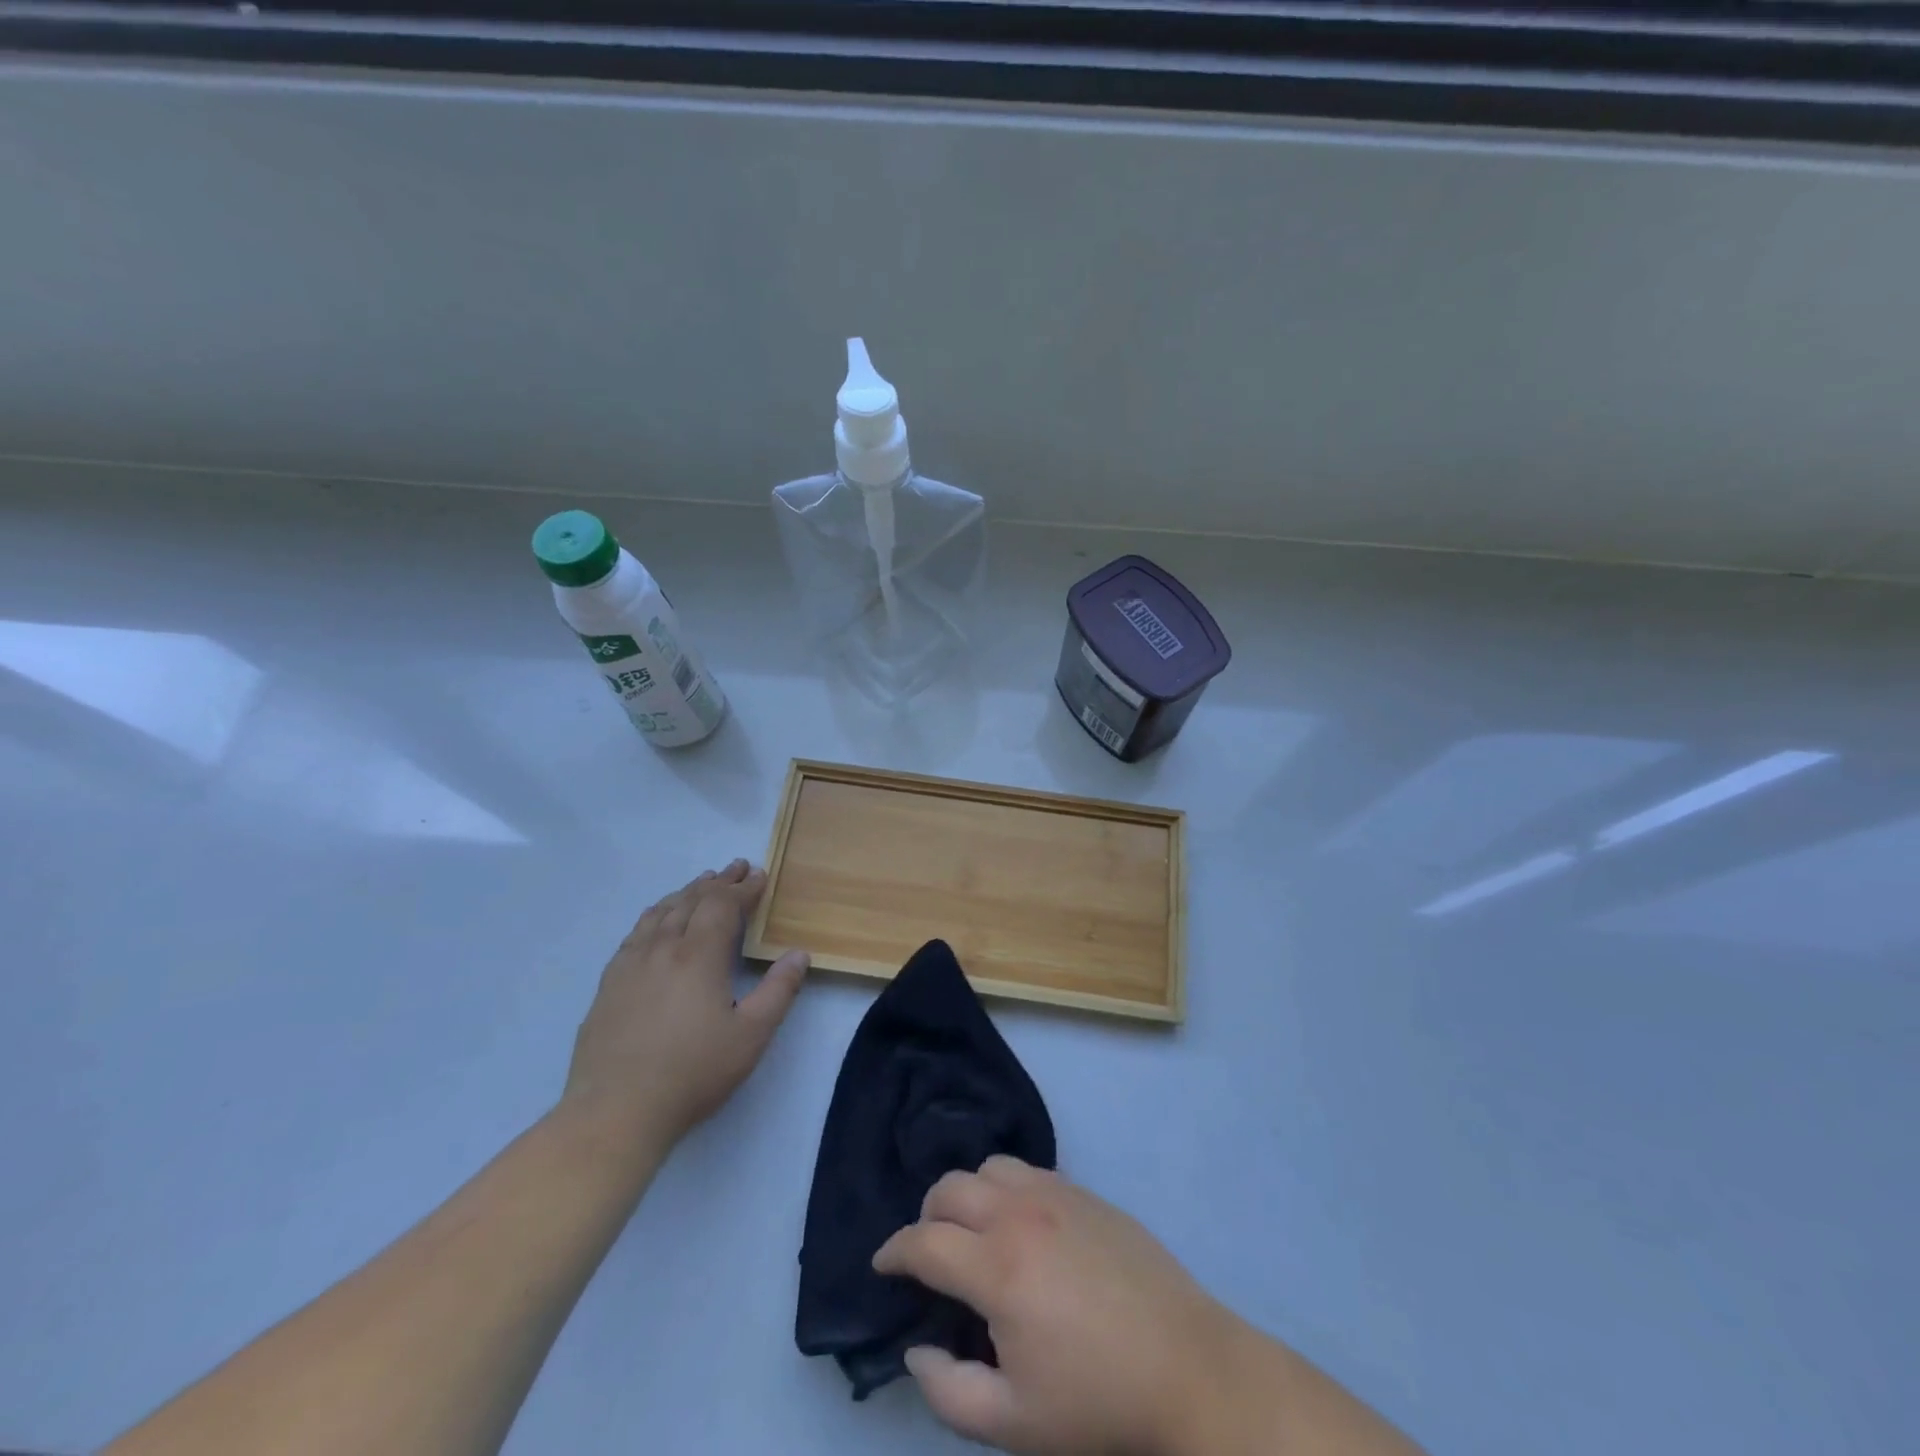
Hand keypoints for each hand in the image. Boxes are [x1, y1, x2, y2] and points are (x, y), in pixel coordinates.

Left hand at [562, 860, 807, 1146]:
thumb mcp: (751, 1036)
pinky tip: (659, 920)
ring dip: (687, 892)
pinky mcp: (609, 983)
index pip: (724, 905)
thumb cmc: (693, 1073)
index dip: (744, 888)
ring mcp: (631, 963)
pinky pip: (637, 931)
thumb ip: (779, 991)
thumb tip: (799, 954)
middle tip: (736, 868)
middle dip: (718, 881)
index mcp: (699, 955)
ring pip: (662, 911)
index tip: (760, 876)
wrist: (615, 1111)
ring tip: (702, 882)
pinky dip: (657, 913)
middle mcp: (663, 947)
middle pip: (692, 900)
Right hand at [874, 1159, 1421, 1455]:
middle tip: (929, 1252)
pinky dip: (1005, 1186)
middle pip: (950, 1187)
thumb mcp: (1013, 1423)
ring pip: (989, 1166)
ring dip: (967, 1193)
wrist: (1188, 1367)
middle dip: (926, 1216)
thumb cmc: (1097, 1401)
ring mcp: (1057, 1193)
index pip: (923, 1241)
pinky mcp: (1085, 1191)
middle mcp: (1020, 1213)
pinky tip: (1019, 1222)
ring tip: (972, 1231)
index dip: (893, 1252)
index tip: (882, 1266)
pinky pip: (1028, 1169)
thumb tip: (916, 1349)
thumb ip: (947, 1391)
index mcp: (997, 1266)